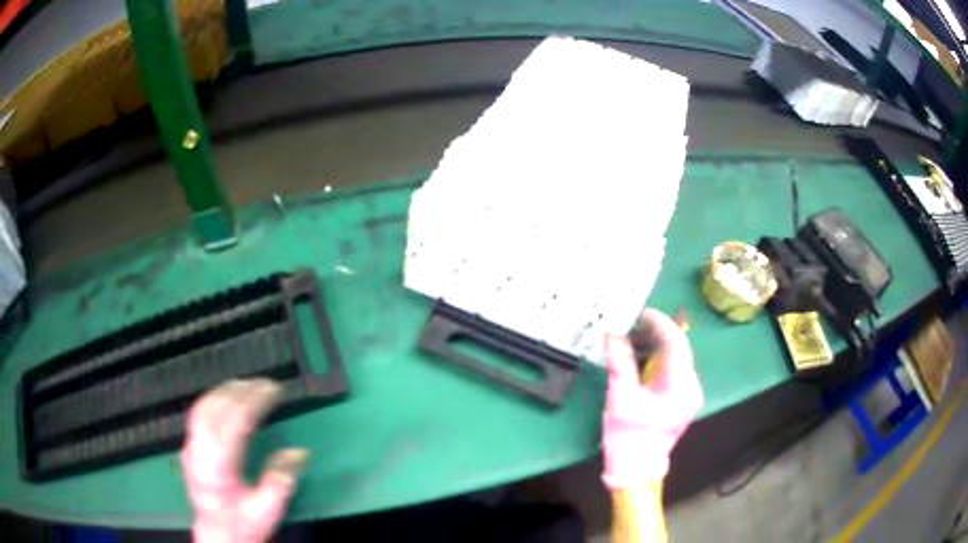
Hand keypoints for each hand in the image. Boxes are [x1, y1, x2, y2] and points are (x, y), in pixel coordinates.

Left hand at [181, 379, 307, 542]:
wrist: (217, 535)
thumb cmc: (244, 524)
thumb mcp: (268, 509)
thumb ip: (281, 478)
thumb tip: (299, 451)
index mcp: (218, 466)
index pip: (235, 421)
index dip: (255, 400)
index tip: (275, 389)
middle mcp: (199, 450)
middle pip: (216, 407)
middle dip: (241, 390)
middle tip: (265, 383)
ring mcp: (190, 447)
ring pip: (203, 406)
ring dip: (225, 391)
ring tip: (248, 384)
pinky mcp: (188, 447)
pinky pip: (198, 413)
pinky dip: (213, 399)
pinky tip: (225, 398)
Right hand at [602, 309, 703, 488]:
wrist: (636, 469)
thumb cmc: (629, 437)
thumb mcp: (621, 398)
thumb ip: (620, 363)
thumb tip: (612, 332)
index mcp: (681, 385)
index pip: (676, 342)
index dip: (659, 322)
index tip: (639, 311)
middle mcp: (692, 386)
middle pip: (679, 348)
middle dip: (656, 332)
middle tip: (631, 322)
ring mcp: (689, 393)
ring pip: (676, 358)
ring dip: (656, 345)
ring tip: (632, 336)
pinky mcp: (682, 399)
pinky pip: (673, 370)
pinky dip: (658, 359)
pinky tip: (640, 357)